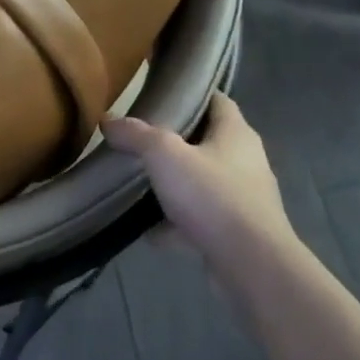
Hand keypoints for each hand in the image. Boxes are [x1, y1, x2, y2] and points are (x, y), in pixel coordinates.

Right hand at [102, 93, 295, 279]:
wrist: (251, 266)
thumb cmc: (212, 196)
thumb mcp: (164, 155)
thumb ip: (136, 135)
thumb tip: (108, 120)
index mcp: (236, 134)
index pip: (218, 101)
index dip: (192, 94)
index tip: (161, 94)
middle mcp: (246, 162)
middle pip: (208, 142)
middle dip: (176, 141)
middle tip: (140, 138)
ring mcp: (244, 200)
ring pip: (203, 183)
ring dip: (176, 184)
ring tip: (140, 183)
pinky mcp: (237, 234)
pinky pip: (201, 220)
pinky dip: (177, 224)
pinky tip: (149, 231)